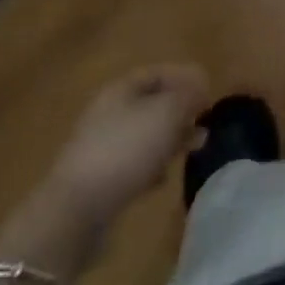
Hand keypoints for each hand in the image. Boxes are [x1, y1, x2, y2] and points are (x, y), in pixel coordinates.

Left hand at [47, 65, 209, 226]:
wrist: (76, 211)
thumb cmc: (126, 149)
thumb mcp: (167, 113)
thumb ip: (188, 96)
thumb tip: (199, 89)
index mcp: (121, 89)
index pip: (158, 73)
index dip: (185, 78)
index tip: (208, 93)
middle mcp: (109, 112)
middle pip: (152, 104)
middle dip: (181, 111)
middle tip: (204, 122)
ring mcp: (101, 147)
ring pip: (146, 134)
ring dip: (171, 139)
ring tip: (194, 149)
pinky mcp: (99, 180)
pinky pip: (133, 164)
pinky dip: (152, 166)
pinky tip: (163, 178)